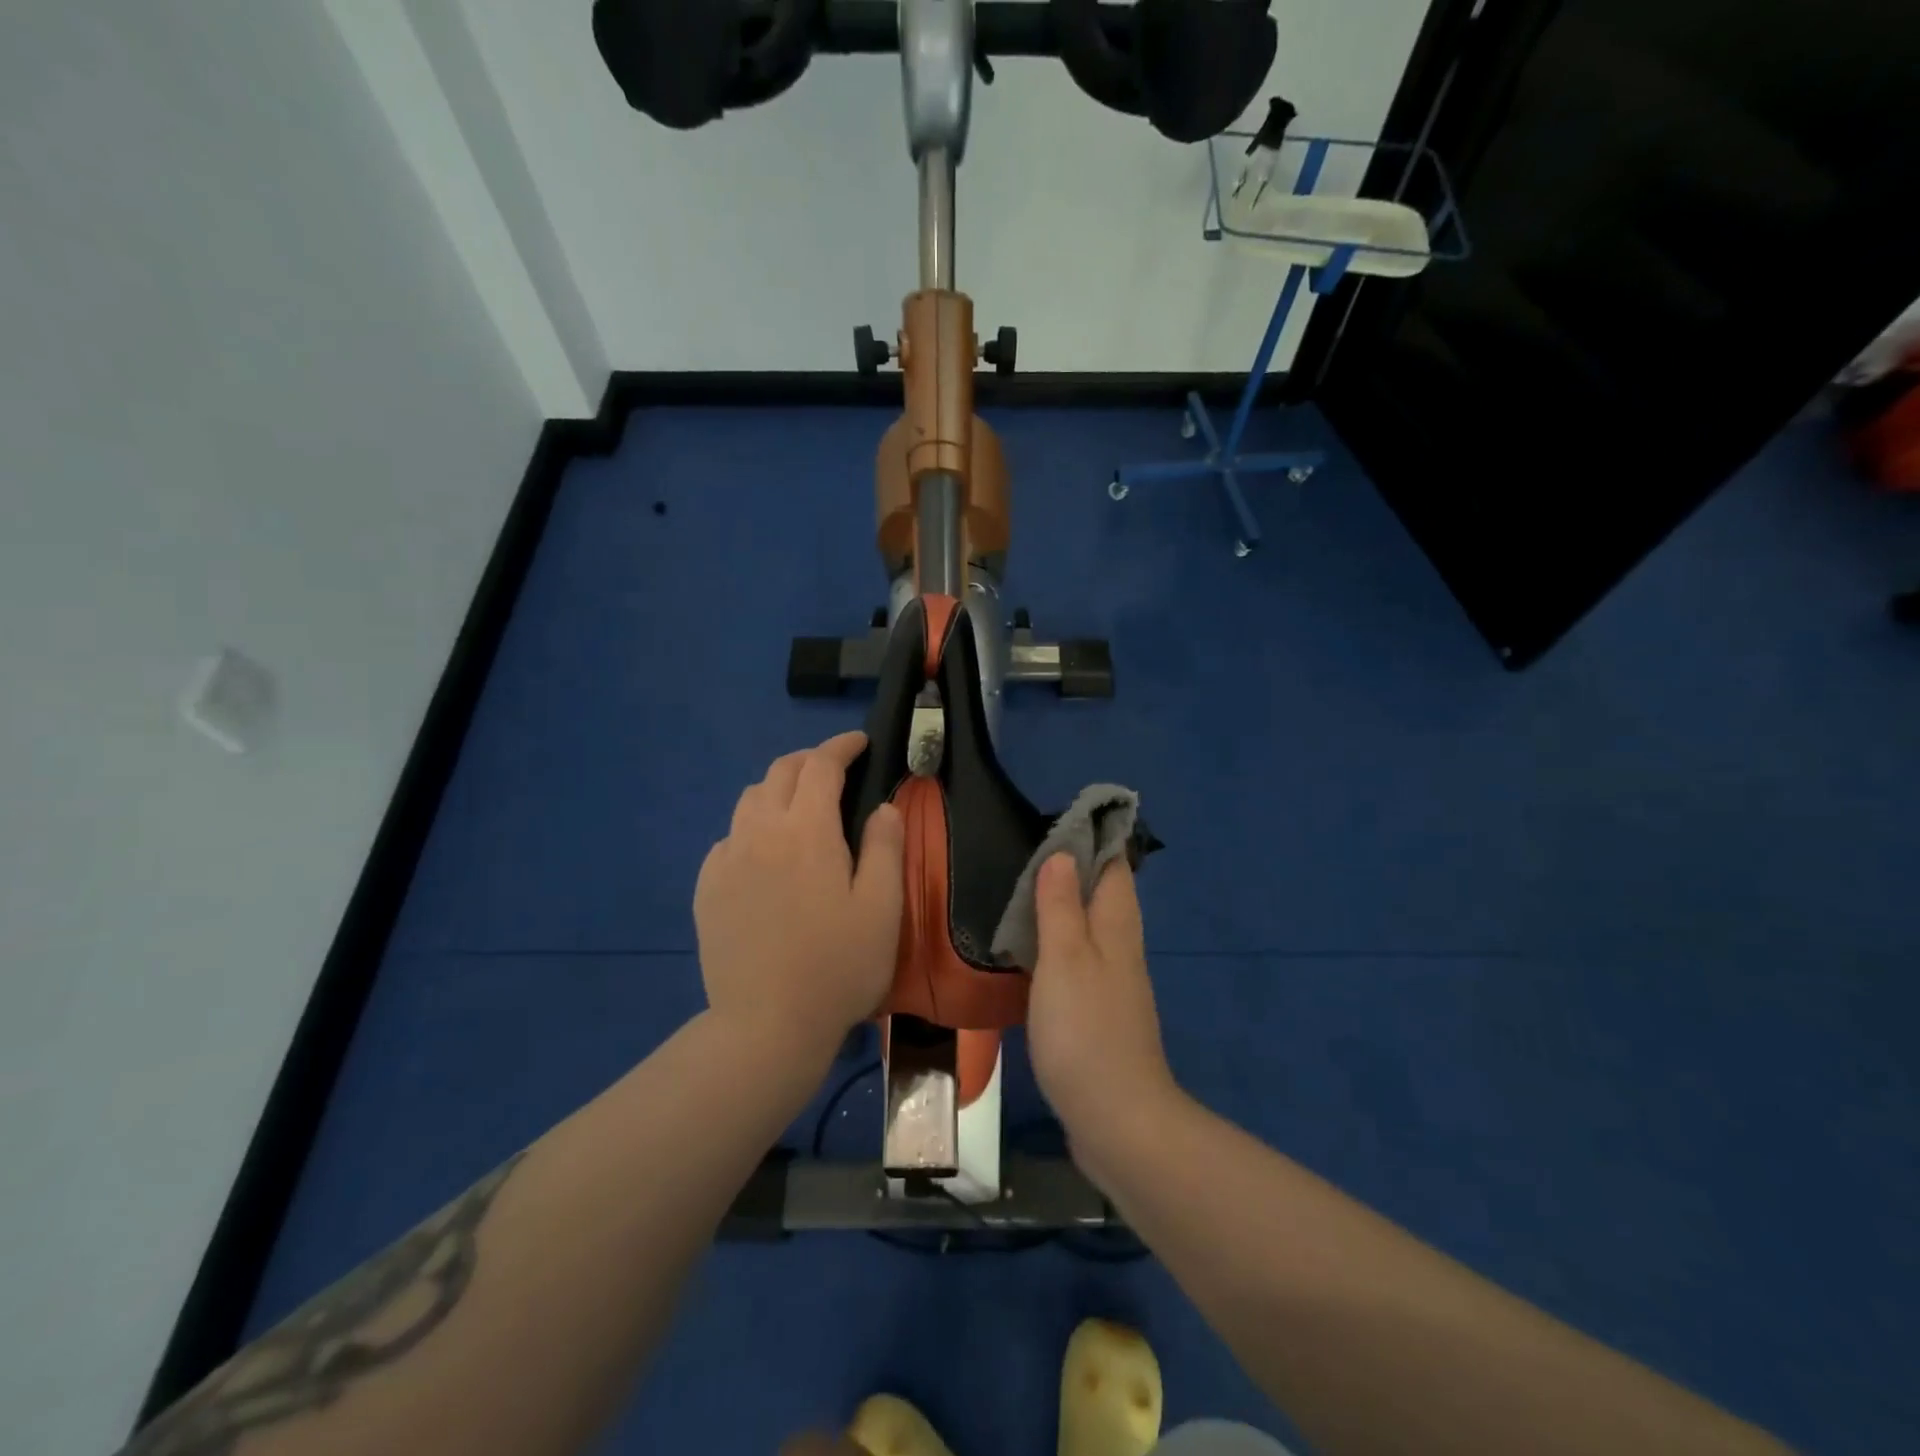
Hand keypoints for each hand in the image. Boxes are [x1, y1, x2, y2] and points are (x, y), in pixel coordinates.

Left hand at [694, 732, 904, 1057]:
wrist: (765, 1026)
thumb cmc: (837, 967)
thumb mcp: (882, 907)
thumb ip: (884, 847)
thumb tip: (882, 806)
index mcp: (807, 831)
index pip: (821, 766)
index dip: (841, 746)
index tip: (860, 742)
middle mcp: (760, 832)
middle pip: (780, 772)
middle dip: (810, 760)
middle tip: (836, 769)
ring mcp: (727, 860)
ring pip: (749, 800)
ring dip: (779, 789)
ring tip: (802, 807)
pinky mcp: (707, 888)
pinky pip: (730, 837)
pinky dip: (753, 826)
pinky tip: (766, 853)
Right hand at [1027, 855, 1177, 1158]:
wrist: (1117, 1120)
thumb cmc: (1086, 1031)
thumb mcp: (1065, 959)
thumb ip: (1062, 906)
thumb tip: (1063, 855)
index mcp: (1117, 927)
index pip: (1113, 866)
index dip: (1092, 839)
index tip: (1056, 821)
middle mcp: (1120, 949)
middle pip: (1102, 895)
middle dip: (1072, 870)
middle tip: (1026, 853)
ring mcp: (1111, 984)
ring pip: (1089, 929)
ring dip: (1062, 908)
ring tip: (1019, 893)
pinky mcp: (1097, 1014)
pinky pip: (1078, 963)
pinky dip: (1056, 946)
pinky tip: (1028, 953)